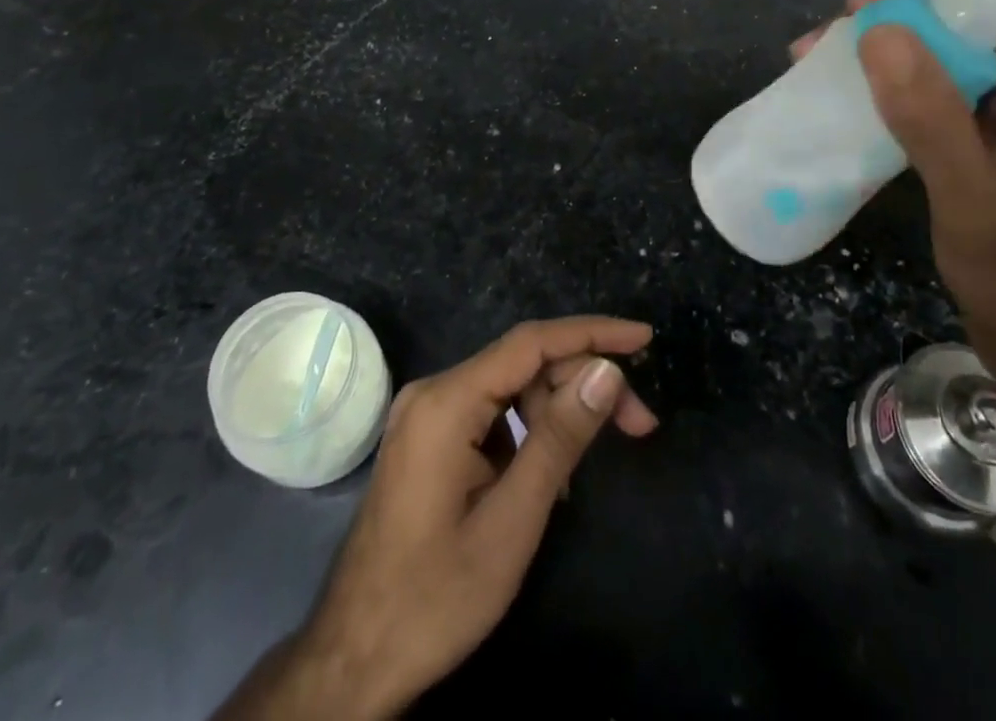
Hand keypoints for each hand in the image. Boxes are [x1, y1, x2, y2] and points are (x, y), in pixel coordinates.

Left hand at [221, 317, 657, 720]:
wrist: (352, 661)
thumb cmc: (435, 598)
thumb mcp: (512, 521)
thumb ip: (560, 438)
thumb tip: (607, 371)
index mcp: (447, 401)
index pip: (532, 342)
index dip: (592, 333)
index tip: (643, 338)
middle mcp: (433, 391)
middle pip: (524, 365)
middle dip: (582, 384)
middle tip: (639, 424)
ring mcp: (427, 414)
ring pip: (510, 389)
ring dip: (558, 412)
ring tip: (589, 463)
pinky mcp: (429, 438)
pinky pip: (491, 414)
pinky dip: (528, 432)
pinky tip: (550, 473)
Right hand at [795, 0, 995, 436]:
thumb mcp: (971, 192)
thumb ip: (928, 112)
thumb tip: (877, 31)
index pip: (990, 15)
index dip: (923, 1)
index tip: (854, 10)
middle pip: (960, 41)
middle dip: (889, 36)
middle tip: (819, 47)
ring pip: (941, 77)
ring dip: (882, 70)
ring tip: (818, 73)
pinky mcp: (985, 163)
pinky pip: (935, 114)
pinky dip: (891, 107)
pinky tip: (849, 114)